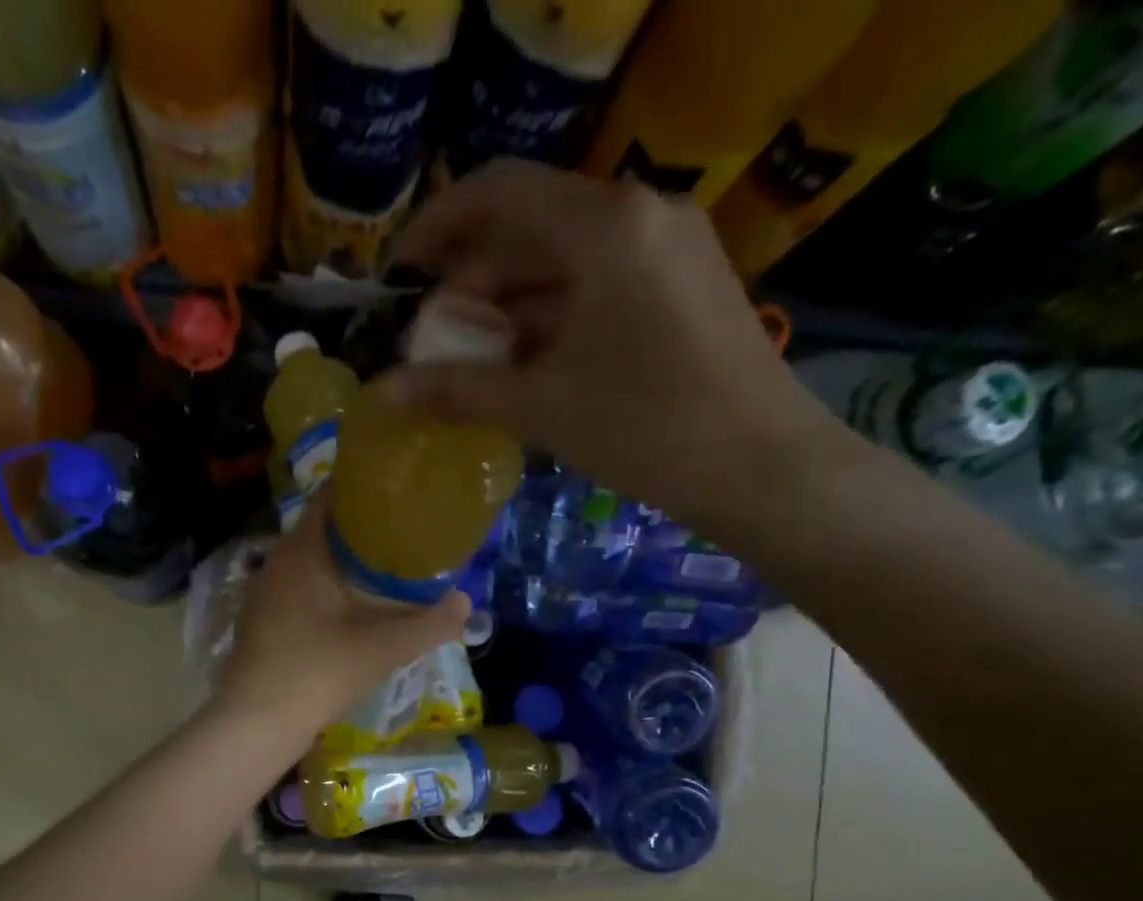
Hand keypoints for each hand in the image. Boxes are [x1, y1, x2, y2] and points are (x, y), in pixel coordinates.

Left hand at [213, 499, 469, 747]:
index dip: (365, 488)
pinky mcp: (261, 622)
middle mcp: (277, 563)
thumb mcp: (383, 648)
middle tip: (404, 530)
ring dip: (343, 561)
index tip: (401, 491)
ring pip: (309, 562)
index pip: (331, 497)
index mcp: (302, 552)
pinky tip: (351, 607)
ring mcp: (265, 595)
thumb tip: (465, 603)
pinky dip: (326, 587)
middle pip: (322, 529)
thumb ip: (429, 624)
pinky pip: (299, 589)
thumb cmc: (319, 673)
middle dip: (362, 527)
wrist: (257, 724)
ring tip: (385, 566)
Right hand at [381, 161, 857, 542]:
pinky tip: (527, 366)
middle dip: (473, 284)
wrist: (760, 466)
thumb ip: (457, 391)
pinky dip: (554, 319)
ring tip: (473, 363)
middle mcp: (640, 214)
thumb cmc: (644, 428)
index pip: (498, 193)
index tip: (399, 274)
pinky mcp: (685, 285)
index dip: (436, 227)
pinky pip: (600, 285)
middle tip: (434, 342)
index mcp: (603, 226)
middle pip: (531, 229)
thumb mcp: (541, 407)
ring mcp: (670, 247)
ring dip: (511, 307)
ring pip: (566, 262)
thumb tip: (382, 393)